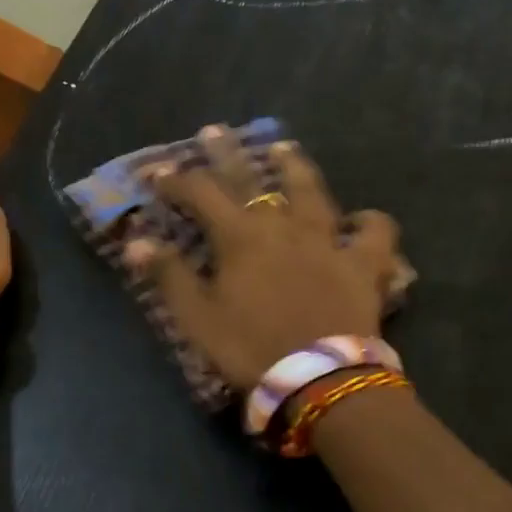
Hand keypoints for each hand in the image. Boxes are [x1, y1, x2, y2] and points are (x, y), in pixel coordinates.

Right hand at [125, 130, 402, 389]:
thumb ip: (169, 275)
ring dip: (295, 166)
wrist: (320, 379)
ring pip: (313, 190)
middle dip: (228, 154)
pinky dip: (368, 223)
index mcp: (241, 237)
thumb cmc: (251, 348)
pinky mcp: (364, 263)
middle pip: (253, 178)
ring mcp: (328, 240)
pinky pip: (375, 233)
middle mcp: (284, 226)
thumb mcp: (198, 318)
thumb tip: (136, 242)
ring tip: (284, 149)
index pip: (201, 194)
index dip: (176, 180)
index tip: (156, 173)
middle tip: (215, 131)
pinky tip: (360, 222)